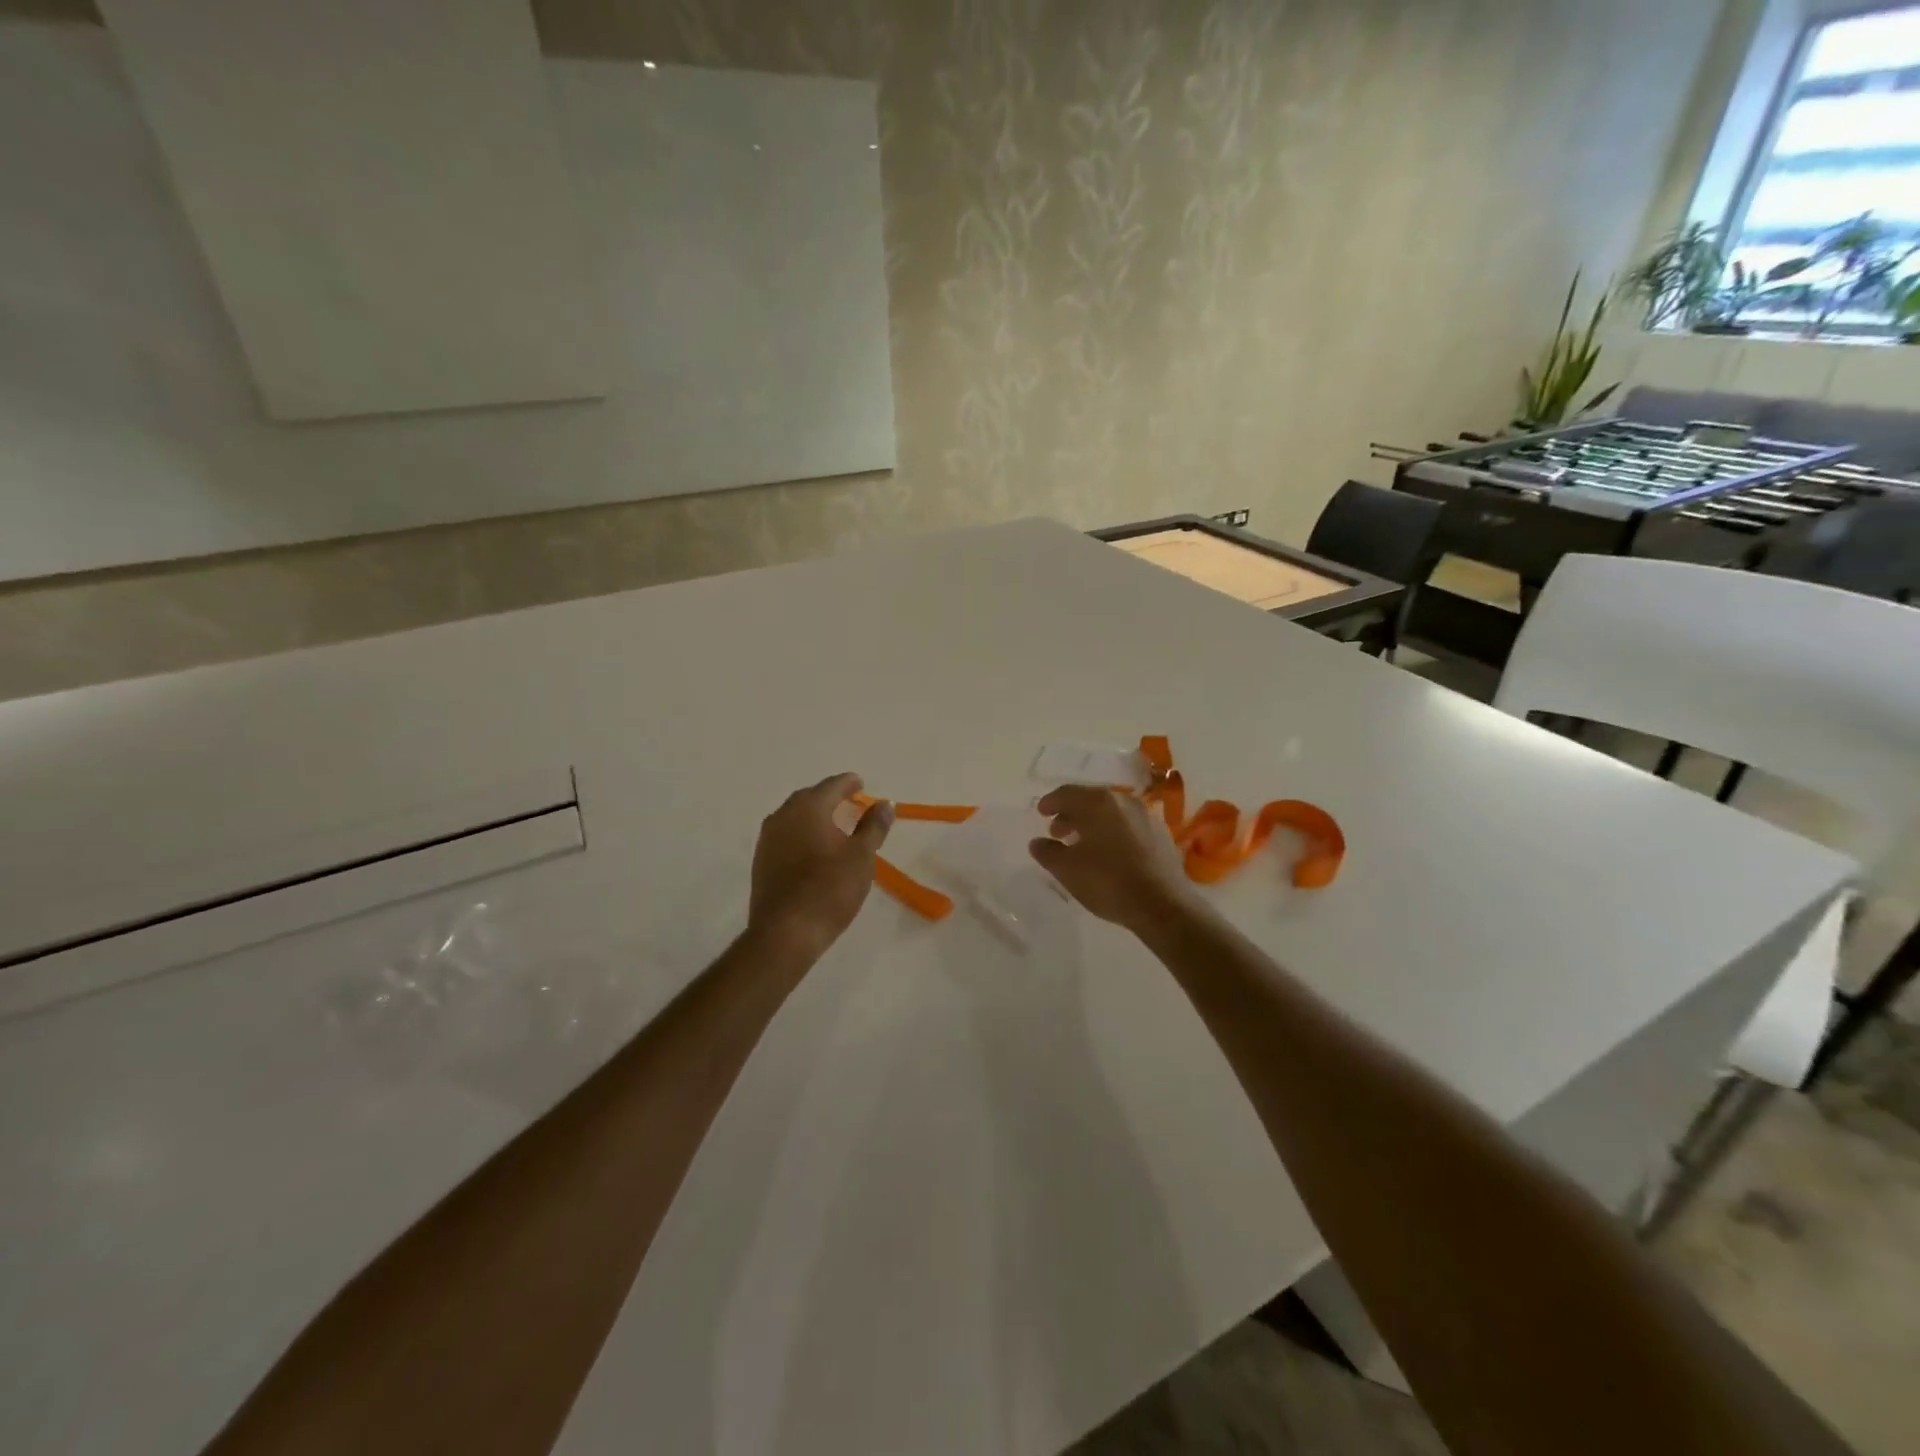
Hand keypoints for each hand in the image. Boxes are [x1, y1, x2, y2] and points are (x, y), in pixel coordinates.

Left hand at [749, 773, 893, 959]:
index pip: (831, 786)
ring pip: (794, 816)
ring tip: (833, 823)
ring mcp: (768, 839)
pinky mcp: (761, 861)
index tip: (861, 784)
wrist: (786, 932)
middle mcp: (783, 816)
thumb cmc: (830, 889)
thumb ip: (874, 826)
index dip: (848, 783)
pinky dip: (802, 833)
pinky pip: (785, 835)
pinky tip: (813, 847)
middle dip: (829, 796)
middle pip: (809, 797)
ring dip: (813, 815)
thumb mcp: (862, 856)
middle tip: (849, 801)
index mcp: (808, 808)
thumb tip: (884, 804)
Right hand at [1029, 785, 1204, 935]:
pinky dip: (1112, 831)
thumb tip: (1037, 842)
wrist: (1163, 905)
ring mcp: (1146, 815)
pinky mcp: (1161, 833)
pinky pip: (1128, 825)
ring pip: (1111, 812)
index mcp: (1099, 802)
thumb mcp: (1067, 870)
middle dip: (1071, 813)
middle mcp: (1124, 801)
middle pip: (1090, 800)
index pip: (1067, 793)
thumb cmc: (1109, 882)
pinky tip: (1108, 853)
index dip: (1050, 802)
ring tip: (1080, 844)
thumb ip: (1048, 852)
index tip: (1040, 813)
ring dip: (1092, 823)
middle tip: (1057, 831)